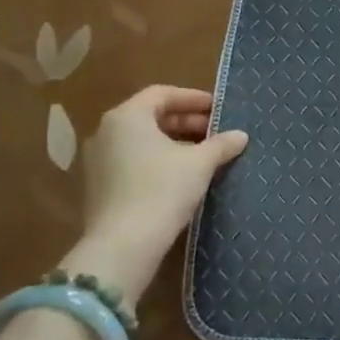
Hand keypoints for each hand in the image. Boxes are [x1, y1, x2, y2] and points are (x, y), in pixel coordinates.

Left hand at [69, 86, 247, 300]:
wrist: (122, 245)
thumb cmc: (162, 190)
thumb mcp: (200, 163)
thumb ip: (221, 144)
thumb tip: (240, 135)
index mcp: (127, 117)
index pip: (162, 94)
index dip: (193, 98)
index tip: (218, 109)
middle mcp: (106, 132)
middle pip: (150, 116)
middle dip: (186, 121)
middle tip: (215, 132)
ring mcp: (98, 160)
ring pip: (142, 140)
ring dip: (174, 142)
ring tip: (204, 154)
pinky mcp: (99, 185)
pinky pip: (132, 160)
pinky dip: (158, 160)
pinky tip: (182, 175)